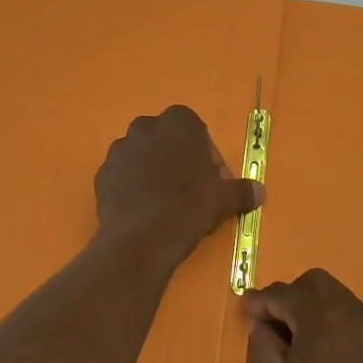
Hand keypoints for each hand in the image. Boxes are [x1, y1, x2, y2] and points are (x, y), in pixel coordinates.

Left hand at [94, 106, 262, 267]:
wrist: (142, 239)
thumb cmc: (189, 208)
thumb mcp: (224, 199)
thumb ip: (242, 191)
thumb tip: (260, 192)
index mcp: (178, 123)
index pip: (196, 131)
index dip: (206, 156)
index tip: (211, 181)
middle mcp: (145, 128)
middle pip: (166, 141)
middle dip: (177, 160)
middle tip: (189, 192)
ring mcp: (119, 150)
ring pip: (142, 157)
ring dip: (153, 173)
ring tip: (164, 205)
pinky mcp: (102, 174)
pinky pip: (123, 177)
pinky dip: (132, 188)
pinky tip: (143, 212)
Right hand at [242, 269, 362, 362]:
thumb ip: (263, 339)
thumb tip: (262, 320)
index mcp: (322, 317)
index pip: (284, 294)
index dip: (260, 300)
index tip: (244, 308)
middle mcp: (350, 312)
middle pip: (315, 283)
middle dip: (290, 295)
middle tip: (271, 323)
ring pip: (335, 296)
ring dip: (311, 306)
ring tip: (294, 338)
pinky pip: (350, 316)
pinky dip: (330, 320)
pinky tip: (317, 349)